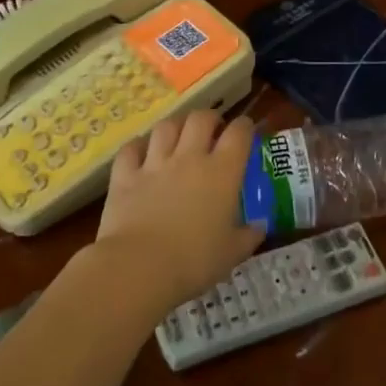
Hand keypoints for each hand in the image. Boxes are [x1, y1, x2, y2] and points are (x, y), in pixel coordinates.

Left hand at [93, 108, 260, 309]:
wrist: (139, 266)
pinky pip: (131, 149)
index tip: (247, 130)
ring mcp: (154, 164)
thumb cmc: (194, 261)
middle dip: (210, 118)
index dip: (245, 126)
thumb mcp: (232, 253)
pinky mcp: (125, 175)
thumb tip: (260, 226)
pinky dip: (137, 147)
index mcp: (222, 172)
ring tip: (178, 136)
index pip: (239, 133)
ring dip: (175, 126)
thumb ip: (249, 236)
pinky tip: (141, 153)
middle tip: (213, 130)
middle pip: (201, 119)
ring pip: (166, 126)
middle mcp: (189, 158)